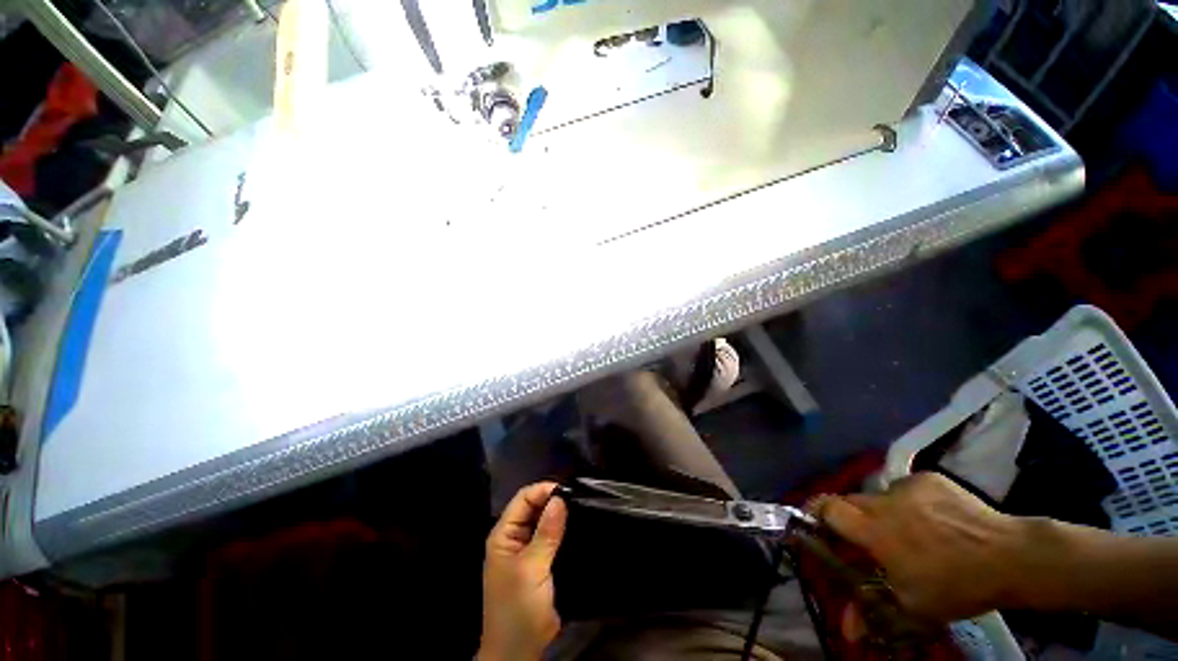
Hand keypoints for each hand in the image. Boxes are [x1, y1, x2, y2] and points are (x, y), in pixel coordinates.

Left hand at [478, 482, 567, 660]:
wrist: (519, 650)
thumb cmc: (518, 609)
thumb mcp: (531, 569)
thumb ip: (546, 534)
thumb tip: (559, 499)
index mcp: (504, 534)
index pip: (523, 499)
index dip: (543, 490)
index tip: (568, 490)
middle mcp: (515, 537)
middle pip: (534, 507)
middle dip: (554, 501)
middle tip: (579, 499)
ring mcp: (528, 550)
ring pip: (545, 521)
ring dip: (560, 515)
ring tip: (582, 509)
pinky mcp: (541, 561)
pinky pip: (552, 537)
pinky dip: (563, 530)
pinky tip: (578, 527)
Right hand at [815, 472, 1028, 623]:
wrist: (1011, 556)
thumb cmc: (957, 586)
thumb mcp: (913, 608)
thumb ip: (872, 613)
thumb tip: (845, 631)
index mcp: (875, 530)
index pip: (827, 508)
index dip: (817, 514)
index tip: (820, 528)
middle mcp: (883, 501)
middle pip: (850, 502)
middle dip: (853, 520)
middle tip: (871, 541)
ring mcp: (907, 486)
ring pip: (879, 497)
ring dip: (885, 514)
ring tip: (912, 534)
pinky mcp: (928, 478)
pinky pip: (905, 488)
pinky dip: (910, 503)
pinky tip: (933, 520)